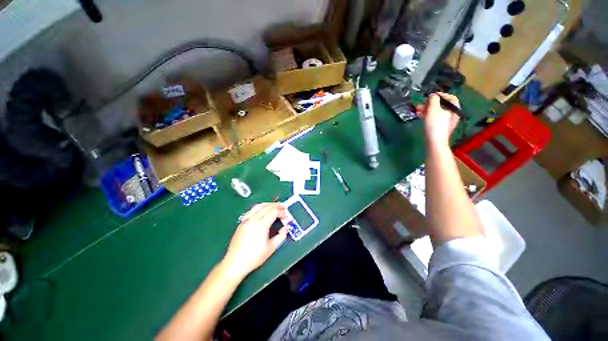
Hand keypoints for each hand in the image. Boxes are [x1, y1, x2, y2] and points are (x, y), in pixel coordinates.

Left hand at [222, 203, 287, 278]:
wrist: (235, 264)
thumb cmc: (254, 257)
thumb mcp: (271, 248)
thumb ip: (281, 235)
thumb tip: (286, 227)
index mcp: (261, 225)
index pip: (273, 212)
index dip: (281, 212)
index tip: (286, 216)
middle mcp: (253, 220)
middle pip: (266, 206)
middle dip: (276, 205)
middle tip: (283, 206)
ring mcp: (246, 221)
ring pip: (258, 206)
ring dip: (267, 204)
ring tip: (274, 206)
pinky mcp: (241, 223)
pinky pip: (252, 211)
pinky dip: (260, 208)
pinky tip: (262, 211)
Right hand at [416, 92, 460, 146]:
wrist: (435, 142)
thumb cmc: (435, 124)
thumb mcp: (433, 109)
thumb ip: (433, 99)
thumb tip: (432, 95)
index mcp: (454, 108)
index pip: (449, 97)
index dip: (439, 95)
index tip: (429, 96)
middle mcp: (452, 114)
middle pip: (441, 105)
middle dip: (430, 103)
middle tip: (421, 104)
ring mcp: (446, 121)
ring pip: (436, 112)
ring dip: (426, 109)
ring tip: (417, 111)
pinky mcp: (440, 127)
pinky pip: (434, 118)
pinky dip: (428, 116)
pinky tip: (421, 117)